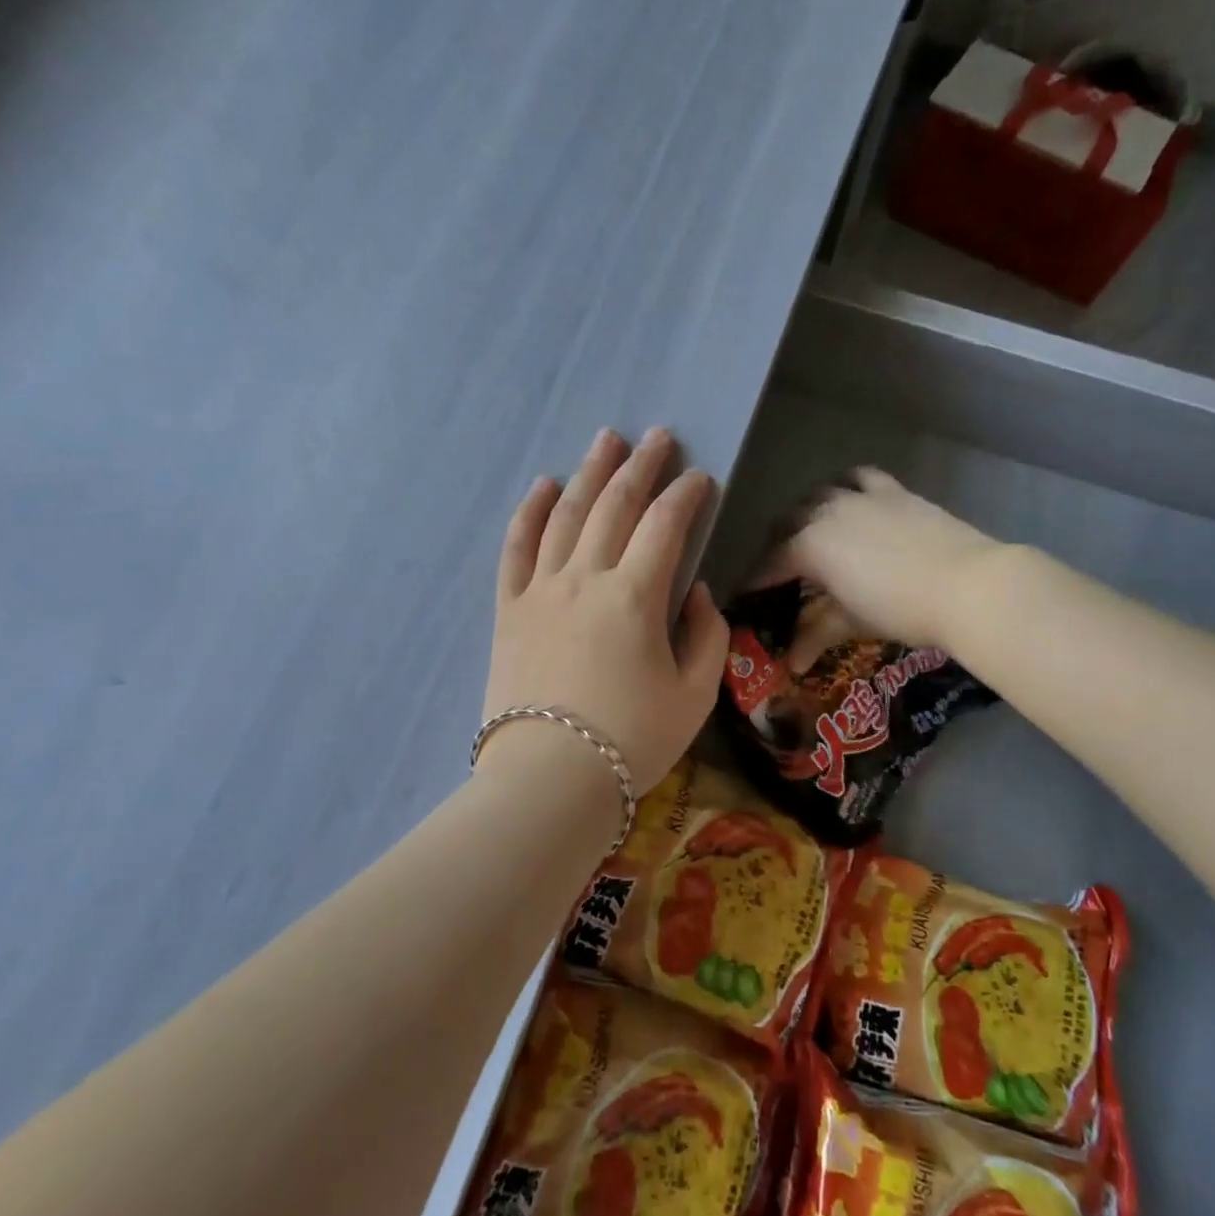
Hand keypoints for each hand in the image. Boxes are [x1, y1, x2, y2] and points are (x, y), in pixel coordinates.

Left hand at [482, 429, 729, 795]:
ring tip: (606, 440)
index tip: (700, 477)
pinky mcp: (509, 608)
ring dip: (589, 473)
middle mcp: (585, 578)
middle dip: (641, 466)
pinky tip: (542, 485)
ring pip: (566, 514)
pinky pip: (516, 548)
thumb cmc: (631, 740)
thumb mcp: (694, 694)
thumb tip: (692, 590)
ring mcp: (541, 589)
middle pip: (615, 506)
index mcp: (635, 596)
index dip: (686, 496)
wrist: (549, 779)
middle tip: (657, 436)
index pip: (666, 526)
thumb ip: (705, 634)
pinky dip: (529, 512)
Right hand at [763, 468, 1002, 650]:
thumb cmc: (901, 609)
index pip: (770, 562)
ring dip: (807, 511)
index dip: (757, 579)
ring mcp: (859, 497)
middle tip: (781, 568)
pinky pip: (859, 477)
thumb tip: (791, 663)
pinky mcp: (892, 490)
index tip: (748, 593)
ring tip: (811, 529)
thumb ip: (815, 635)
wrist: (968, 585)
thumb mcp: (852, 622)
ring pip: (819, 495)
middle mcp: (825, 513)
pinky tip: (849, 497)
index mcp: (809, 546)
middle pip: (788, 522)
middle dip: (777, 543)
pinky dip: (846, 485)